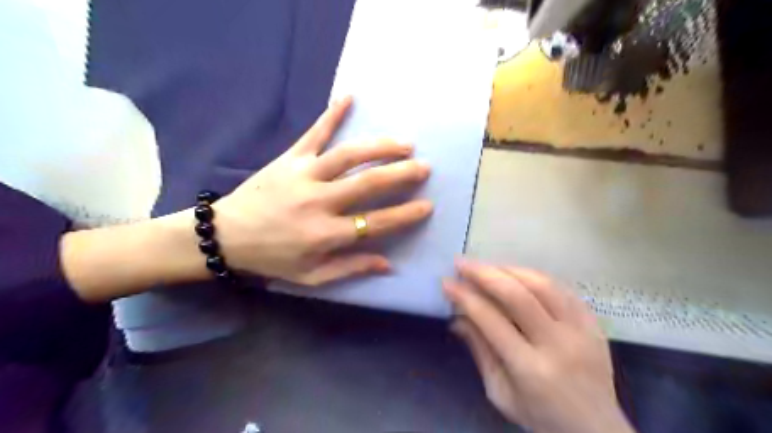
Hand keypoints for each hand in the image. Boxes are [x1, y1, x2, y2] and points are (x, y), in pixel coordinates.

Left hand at [210, 97, 431, 287]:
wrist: (226, 235)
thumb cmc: (273, 259)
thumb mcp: (311, 276)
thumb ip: (350, 268)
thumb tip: (387, 263)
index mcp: (325, 234)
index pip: (376, 222)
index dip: (405, 214)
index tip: (427, 205)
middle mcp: (319, 201)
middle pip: (368, 183)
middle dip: (401, 174)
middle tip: (424, 166)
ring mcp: (304, 175)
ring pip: (348, 155)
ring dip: (379, 147)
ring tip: (404, 143)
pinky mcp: (289, 159)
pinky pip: (314, 133)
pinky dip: (331, 114)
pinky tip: (349, 97)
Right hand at [443, 260, 635, 432]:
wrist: (596, 430)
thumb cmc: (540, 417)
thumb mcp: (500, 392)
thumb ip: (480, 351)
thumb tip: (457, 318)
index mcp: (530, 369)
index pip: (491, 320)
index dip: (465, 297)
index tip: (447, 282)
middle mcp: (558, 344)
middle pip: (518, 295)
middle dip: (484, 274)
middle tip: (462, 263)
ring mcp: (582, 330)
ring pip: (542, 284)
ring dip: (509, 269)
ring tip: (487, 267)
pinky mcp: (594, 323)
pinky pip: (563, 288)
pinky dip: (535, 277)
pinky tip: (517, 275)